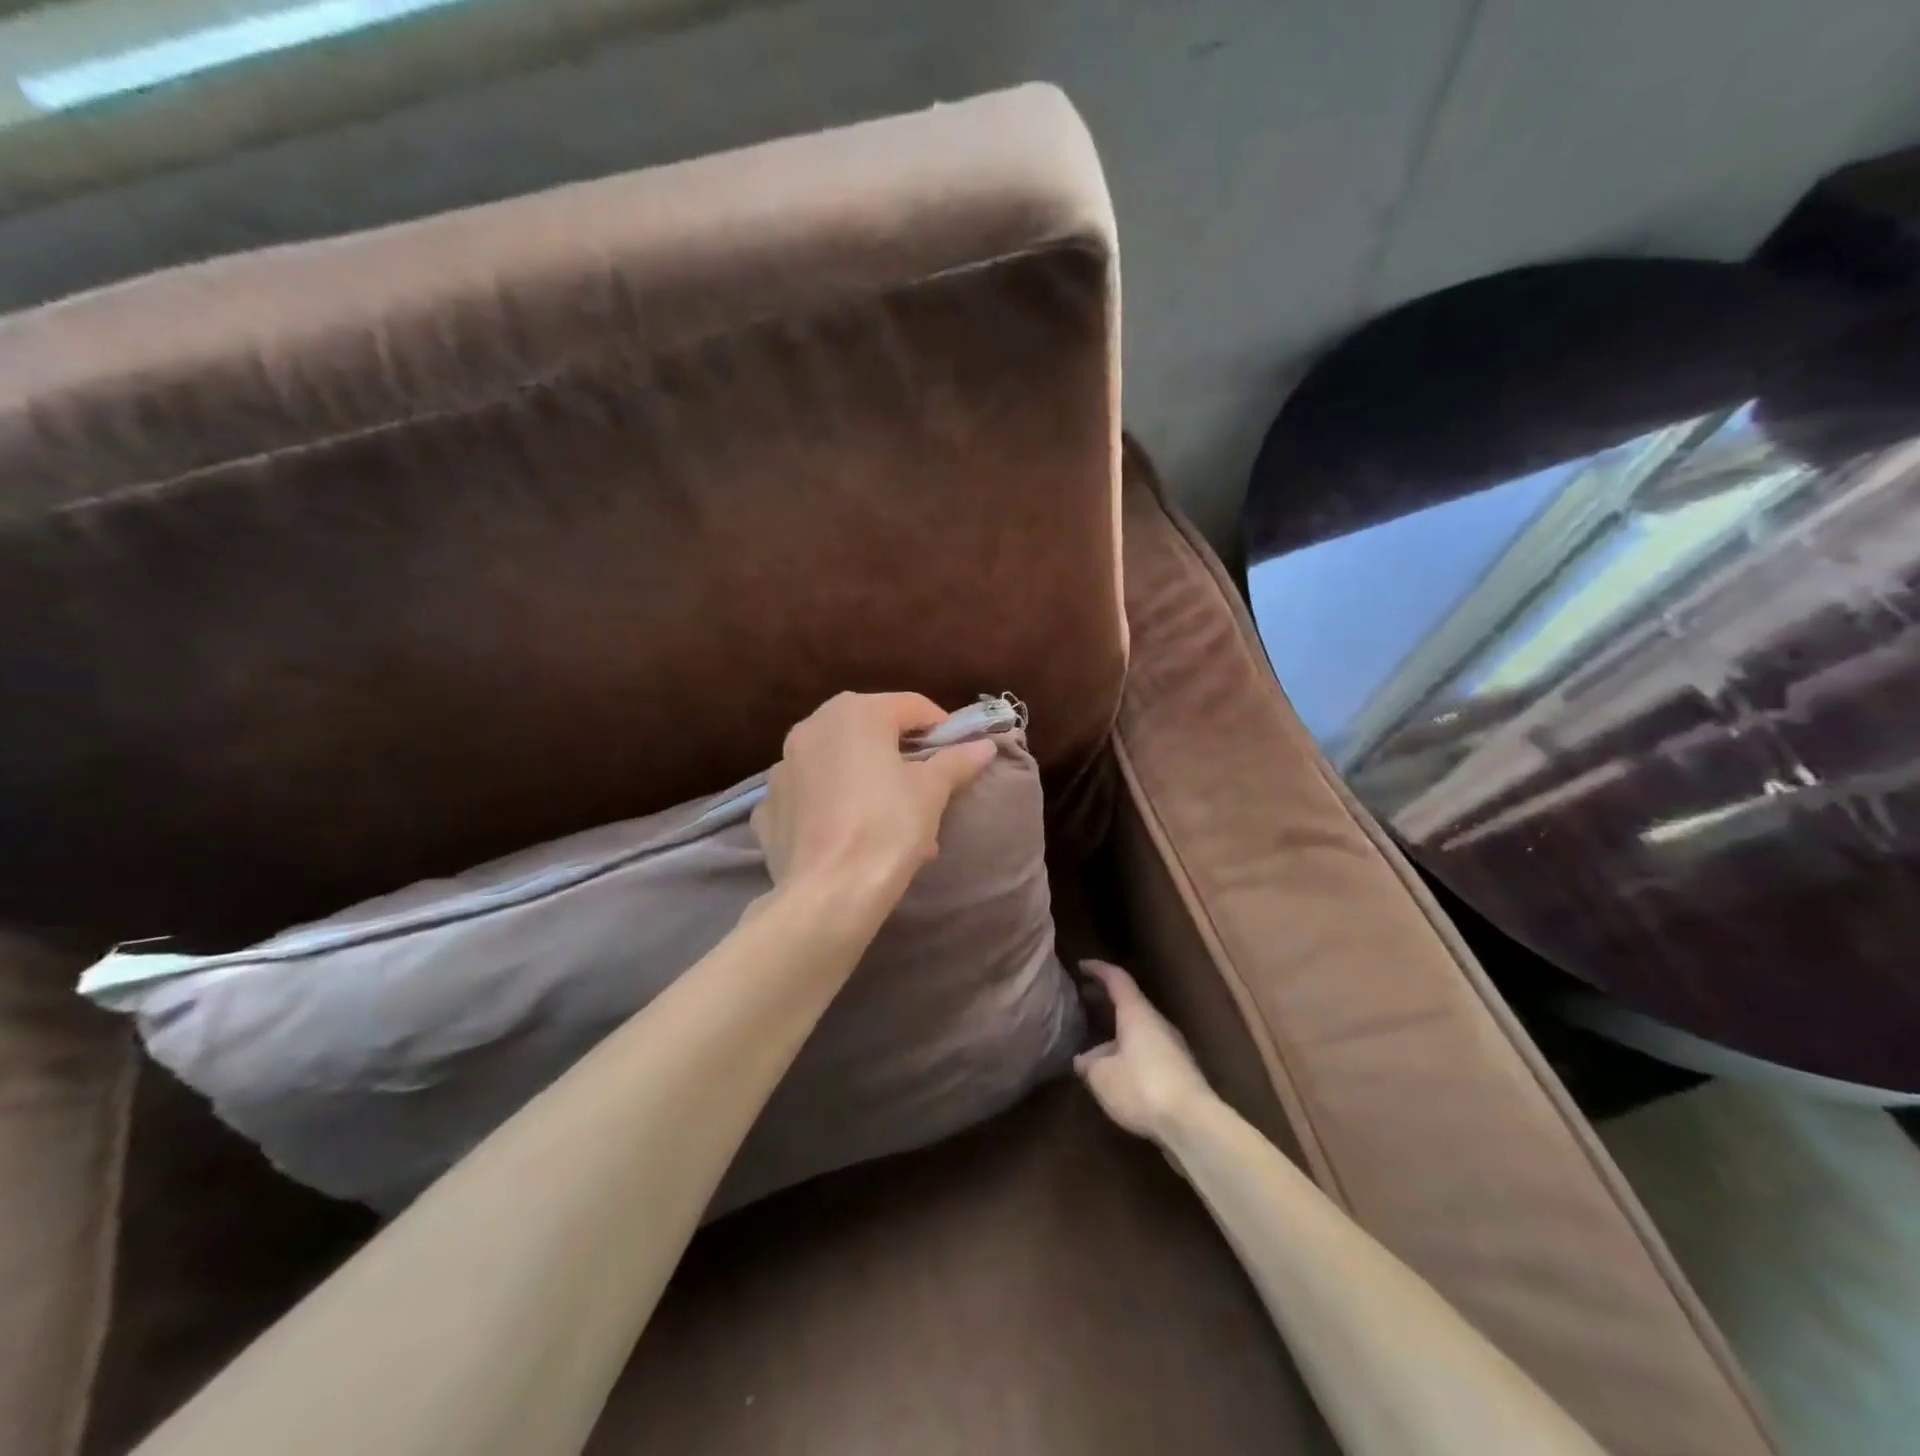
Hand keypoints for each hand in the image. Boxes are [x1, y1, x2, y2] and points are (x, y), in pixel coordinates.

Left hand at [752, 692, 996, 908]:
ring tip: (892, 820)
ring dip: (867, 780)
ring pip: (839, 763)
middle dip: (901, 756)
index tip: (958, 756)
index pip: (912, 706)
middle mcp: (812, 727)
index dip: (941, 729)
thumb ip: (956, 761)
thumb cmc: (887, 829)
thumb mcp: (932, 792)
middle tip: (925, 789)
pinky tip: (849, 835)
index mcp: (855, 713)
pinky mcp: (768, 806)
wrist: (828, 895)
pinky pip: (811, 795)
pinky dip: (832, 805)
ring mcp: (783, 767)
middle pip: (871, 731)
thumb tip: (983, 746)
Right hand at [1074, 961, 1215, 1140]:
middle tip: (1084, 1000)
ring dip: (1117, 1032)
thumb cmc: (1141, 1087)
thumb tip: (1083, 1060)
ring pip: (1139, 1030)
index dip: (1098, 969)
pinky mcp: (1180, 1071)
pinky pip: (1148, 1051)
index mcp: (1137, 1013)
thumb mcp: (1102, 1076)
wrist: (1193, 1123)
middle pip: (1130, 1003)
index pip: (1117, 979)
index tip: (1081, 966)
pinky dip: (1129, 1052)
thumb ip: (1089, 1064)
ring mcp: (1172, 1047)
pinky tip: (1117, 1074)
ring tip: (1094, 1048)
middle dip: (1106, 1000)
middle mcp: (1157, 1023)